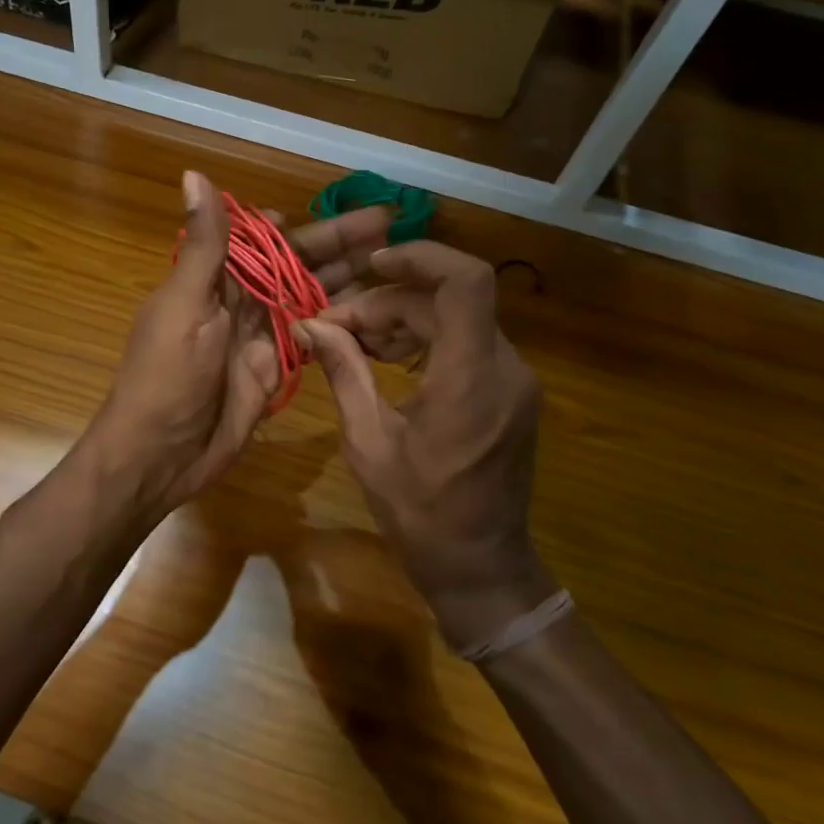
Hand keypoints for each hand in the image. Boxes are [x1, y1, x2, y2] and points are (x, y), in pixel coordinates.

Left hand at [81, 171, 390, 525]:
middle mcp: (241, 300)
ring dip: (347, 277)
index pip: (266, 236)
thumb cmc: (166, 375)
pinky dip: (341, 323)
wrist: (161, 454)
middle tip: (391, 221)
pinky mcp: (276, 368)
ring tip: (396, 259)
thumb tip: (194, 173)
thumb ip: (204, 245)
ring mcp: (261, 335)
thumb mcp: (184, 304)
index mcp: (215, 277)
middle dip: (340, 243)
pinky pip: (314, 337)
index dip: (304, 221)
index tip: (348, 204)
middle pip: (297, 262)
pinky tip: (376, 310)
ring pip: (311, 296)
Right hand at [295, 242, 555, 649]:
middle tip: (335, 326)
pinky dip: (425, 339)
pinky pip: (466, 343)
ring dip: (403, 318)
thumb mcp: (368, 443)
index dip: (420, 258)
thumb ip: (344, 373)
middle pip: (447, 301)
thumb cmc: (420, 513)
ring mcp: (513, 379)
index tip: (370, 264)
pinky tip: (387, 359)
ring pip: (457, 318)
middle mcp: (504, 368)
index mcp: (470, 379)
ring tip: (353, 342)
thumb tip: (310, 326)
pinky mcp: (510, 391)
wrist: (481, 566)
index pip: (465, 282)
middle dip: (388, 303)